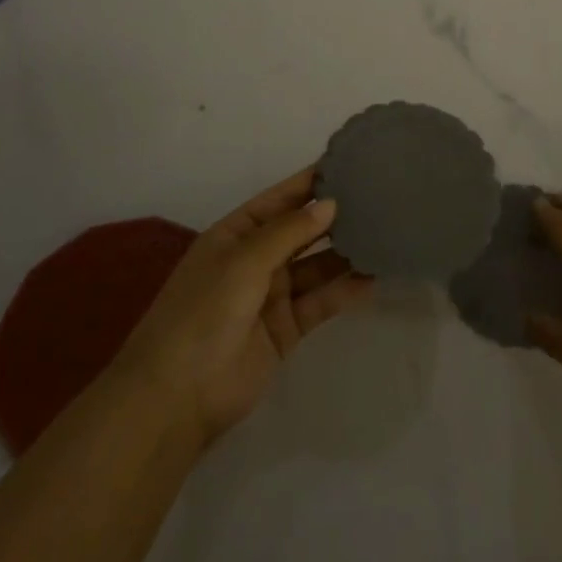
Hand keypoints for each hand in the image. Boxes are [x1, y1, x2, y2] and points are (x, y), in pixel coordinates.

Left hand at [113, 167, 373, 451]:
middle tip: (379, 198)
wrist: (177, 397)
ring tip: (385, 235)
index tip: (349, 164)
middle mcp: (254, 260)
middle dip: (334, 217)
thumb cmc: (203, 313)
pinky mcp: (287, 329)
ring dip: (344, 254)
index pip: (279, 199)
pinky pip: (320, 302)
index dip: (310, 183)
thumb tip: (331, 204)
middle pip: (301, 232)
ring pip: (316, 267)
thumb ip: (289, 232)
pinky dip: (345, 291)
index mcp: (235, 235)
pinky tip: (373, 279)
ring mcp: (271, 295)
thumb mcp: (243, 261)